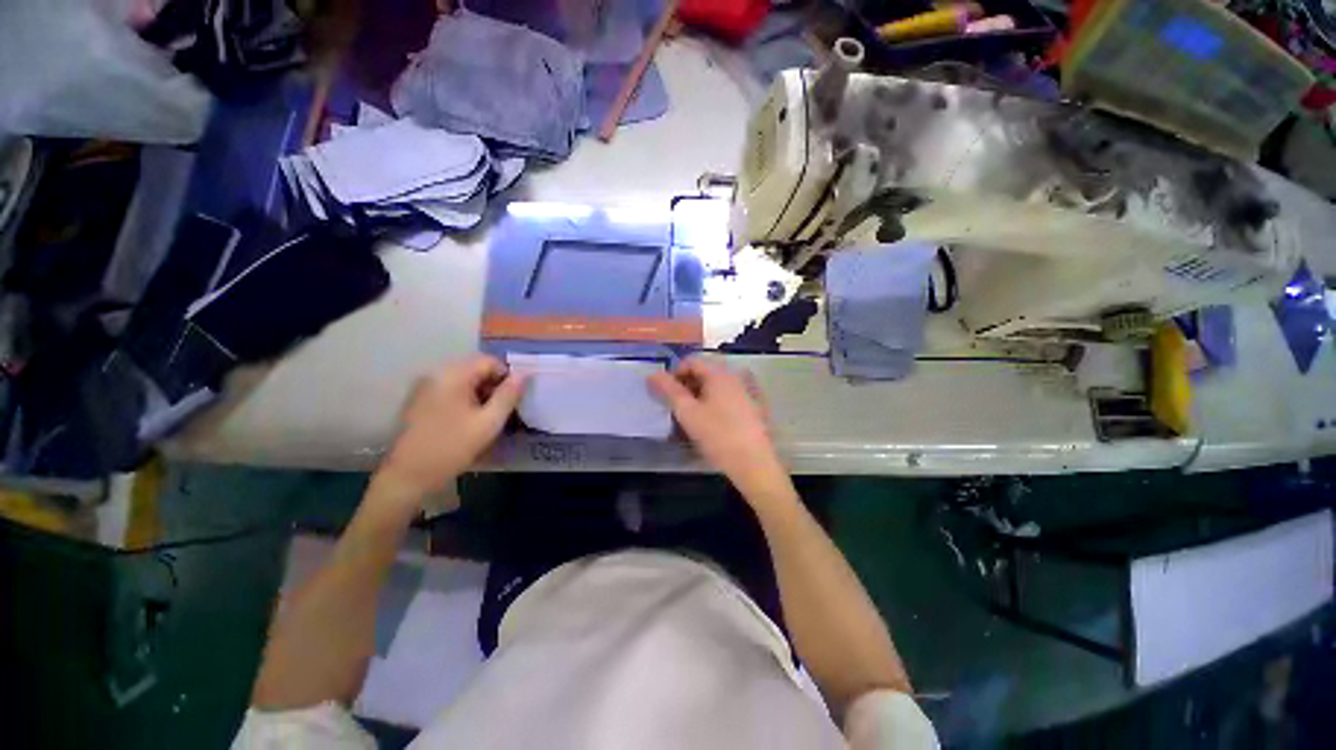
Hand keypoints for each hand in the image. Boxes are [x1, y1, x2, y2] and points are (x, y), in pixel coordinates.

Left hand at [375, 355, 524, 501]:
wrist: (408, 476)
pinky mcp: (419, 401)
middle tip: (504, 410)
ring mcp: (425, 387)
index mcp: (453, 375)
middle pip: (475, 369)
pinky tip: (469, 421)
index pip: (489, 361)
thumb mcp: (489, 422)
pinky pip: (450, 390)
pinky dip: (465, 399)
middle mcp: (436, 374)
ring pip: (464, 380)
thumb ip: (508, 395)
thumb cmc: (452, 447)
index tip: (515, 399)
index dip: (507, 376)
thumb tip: (523, 374)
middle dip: (494, 386)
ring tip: (488, 417)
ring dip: (481, 393)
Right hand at [648, 356, 792, 502]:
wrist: (754, 464)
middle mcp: (735, 376)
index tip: (665, 394)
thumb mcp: (688, 413)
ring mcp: (747, 391)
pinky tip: (711, 422)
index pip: (691, 361)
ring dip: (699, 395)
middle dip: (686, 385)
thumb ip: (669, 391)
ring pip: (715, 385)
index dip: (674, 374)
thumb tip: (652, 375)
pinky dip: (714, 402)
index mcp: (719, 373)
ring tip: (691, 417)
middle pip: (704, 372)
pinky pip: (727, 396)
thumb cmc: (718, 436)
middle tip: (676, 407)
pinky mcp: (753, 406)